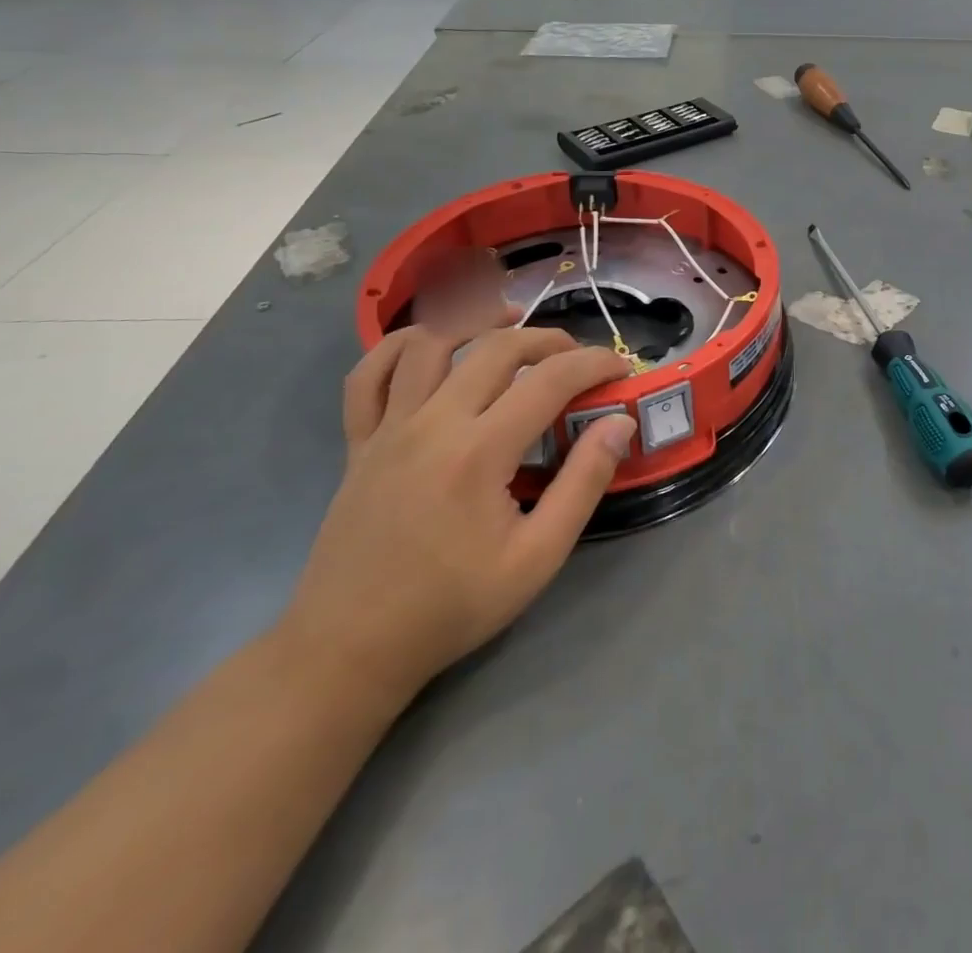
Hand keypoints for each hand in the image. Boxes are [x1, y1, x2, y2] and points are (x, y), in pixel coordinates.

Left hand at [276, 316, 635, 707]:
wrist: (349, 649)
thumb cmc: (452, 606)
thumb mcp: (537, 558)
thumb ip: (583, 483)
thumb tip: (620, 424)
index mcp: (479, 452)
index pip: (550, 379)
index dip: (594, 363)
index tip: (622, 369)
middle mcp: (432, 423)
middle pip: (496, 348)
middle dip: (549, 340)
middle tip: (578, 360)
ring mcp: (388, 429)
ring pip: (430, 344)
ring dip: (476, 323)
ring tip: (510, 324)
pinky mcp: (358, 443)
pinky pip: (368, 376)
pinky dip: (398, 346)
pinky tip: (430, 345)